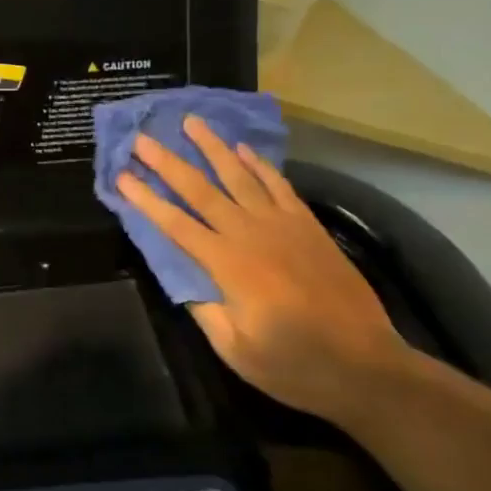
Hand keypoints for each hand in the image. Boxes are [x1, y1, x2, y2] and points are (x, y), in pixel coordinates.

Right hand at [116, 117, 410, 424]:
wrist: (368, 368)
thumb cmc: (296, 366)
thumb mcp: (237, 351)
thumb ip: (205, 310)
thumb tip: (182, 278)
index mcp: (227, 266)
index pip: (175, 224)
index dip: (145, 199)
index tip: (121, 176)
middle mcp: (250, 235)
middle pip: (200, 190)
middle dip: (168, 162)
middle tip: (142, 137)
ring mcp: (282, 226)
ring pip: (239, 176)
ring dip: (212, 147)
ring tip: (191, 122)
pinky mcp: (308, 226)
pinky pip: (279, 185)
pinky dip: (259, 164)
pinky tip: (243, 149)